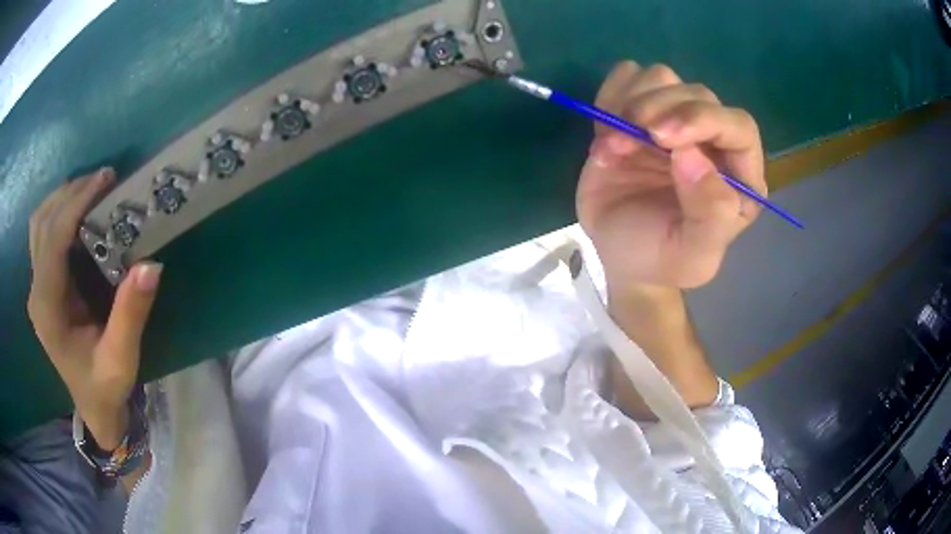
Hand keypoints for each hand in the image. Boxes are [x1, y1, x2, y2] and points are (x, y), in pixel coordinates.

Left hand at [27, 168, 161, 448]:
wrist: (93, 408)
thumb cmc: (105, 388)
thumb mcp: (121, 360)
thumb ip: (130, 315)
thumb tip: (151, 265)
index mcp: (48, 309)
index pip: (53, 240)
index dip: (76, 204)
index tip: (105, 180)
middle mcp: (36, 292)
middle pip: (42, 222)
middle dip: (70, 193)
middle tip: (103, 180)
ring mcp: (36, 287)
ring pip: (38, 223)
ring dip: (62, 198)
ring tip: (91, 189)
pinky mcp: (42, 285)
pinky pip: (42, 234)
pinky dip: (58, 212)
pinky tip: (77, 211)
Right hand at [576, 62, 765, 292]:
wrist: (621, 255)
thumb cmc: (661, 258)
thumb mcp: (692, 255)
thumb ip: (709, 214)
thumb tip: (692, 156)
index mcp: (739, 175)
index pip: (738, 126)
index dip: (703, 120)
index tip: (661, 136)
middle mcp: (712, 141)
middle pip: (696, 94)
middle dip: (659, 110)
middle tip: (626, 141)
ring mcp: (675, 122)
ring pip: (662, 78)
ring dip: (632, 102)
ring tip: (613, 144)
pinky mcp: (640, 114)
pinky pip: (628, 77)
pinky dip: (612, 93)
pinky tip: (606, 127)